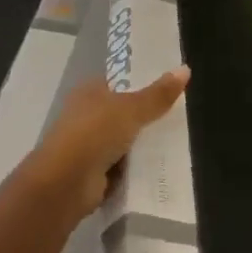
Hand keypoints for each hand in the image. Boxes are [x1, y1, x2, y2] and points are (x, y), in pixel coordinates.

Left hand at [25, 68, 189, 215]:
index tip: (170, 89)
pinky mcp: (92, 173)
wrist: (65, 184)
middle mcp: (86, 115)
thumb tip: (186, 68)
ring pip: (124, 140)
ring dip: (142, 145)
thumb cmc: (95, 133)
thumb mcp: (132, 109)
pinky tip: (159, 168)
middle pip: (124, 113)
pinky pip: (121, 166)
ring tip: (176, 142)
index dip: (143, 84)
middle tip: (179, 117)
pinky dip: (135, 168)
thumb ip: (159, 94)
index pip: (120, 83)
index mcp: (89, 92)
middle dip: (147, 117)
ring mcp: (88, 145)